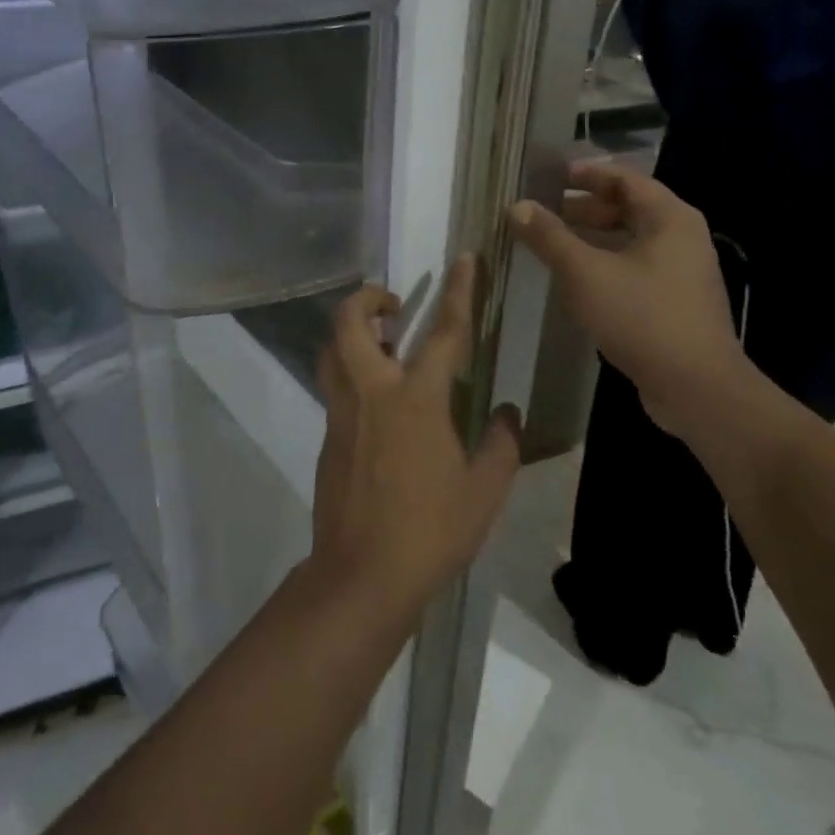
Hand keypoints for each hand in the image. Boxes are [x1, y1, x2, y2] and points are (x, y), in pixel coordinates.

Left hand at [312, 255, 521, 623]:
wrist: (362, 576)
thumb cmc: (430, 531)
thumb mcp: (484, 491)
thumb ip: (499, 445)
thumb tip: (506, 412)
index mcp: (417, 400)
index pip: (442, 332)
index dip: (457, 291)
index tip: (462, 259)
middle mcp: (372, 393)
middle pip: (350, 323)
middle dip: (366, 298)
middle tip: (393, 304)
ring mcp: (342, 413)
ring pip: (332, 350)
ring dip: (351, 332)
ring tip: (381, 342)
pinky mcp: (327, 436)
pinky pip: (334, 386)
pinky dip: (350, 372)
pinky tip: (378, 403)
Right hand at [508, 162, 748, 435]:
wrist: (697, 388)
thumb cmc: (642, 317)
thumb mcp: (584, 273)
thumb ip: (549, 237)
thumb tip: (517, 206)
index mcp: (670, 218)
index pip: (625, 179)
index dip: (587, 174)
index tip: (551, 177)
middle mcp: (682, 238)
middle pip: (629, 208)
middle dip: (585, 208)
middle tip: (545, 213)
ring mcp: (682, 273)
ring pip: (630, 241)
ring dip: (592, 239)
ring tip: (553, 245)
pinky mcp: (676, 303)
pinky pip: (635, 268)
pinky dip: (605, 264)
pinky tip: (577, 281)